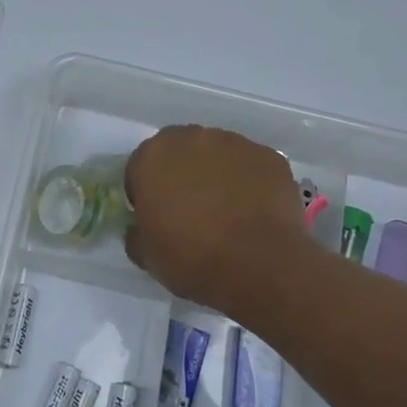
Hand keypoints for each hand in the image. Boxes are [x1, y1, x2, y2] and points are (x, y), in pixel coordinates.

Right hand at [124, 125, 313, 318]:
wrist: (260, 267)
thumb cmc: (192, 260)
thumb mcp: (146, 256)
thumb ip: (136, 233)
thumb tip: (140, 228)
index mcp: (153, 157)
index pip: (139, 167)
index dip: (145, 192)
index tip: (155, 215)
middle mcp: (192, 139)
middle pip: (179, 151)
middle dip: (180, 173)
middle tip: (190, 208)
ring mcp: (235, 144)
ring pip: (217, 154)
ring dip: (215, 174)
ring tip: (226, 210)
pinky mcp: (269, 157)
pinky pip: (250, 166)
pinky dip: (248, 182)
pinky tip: (253, 211)